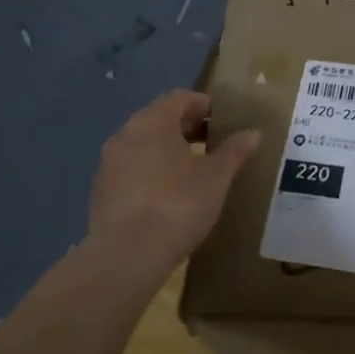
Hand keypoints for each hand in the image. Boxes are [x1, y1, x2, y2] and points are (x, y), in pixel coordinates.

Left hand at [85, 89, 260, 276]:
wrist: (127, 255)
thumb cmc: (178, 204)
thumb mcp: (216, 177)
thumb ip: (235, 151)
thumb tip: (254, 133)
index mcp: (153, 121)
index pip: (180, 98)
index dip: (205, 105)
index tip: (225, 121)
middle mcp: (125, 134)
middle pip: (160, 119)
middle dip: (188, 128)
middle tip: (214, 144)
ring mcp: (108, 164)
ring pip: (144, 146)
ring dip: (168, 151)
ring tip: (194, 172)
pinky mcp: (101, 192)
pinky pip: (132, 171)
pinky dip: (152, 173)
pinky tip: (169, 196)